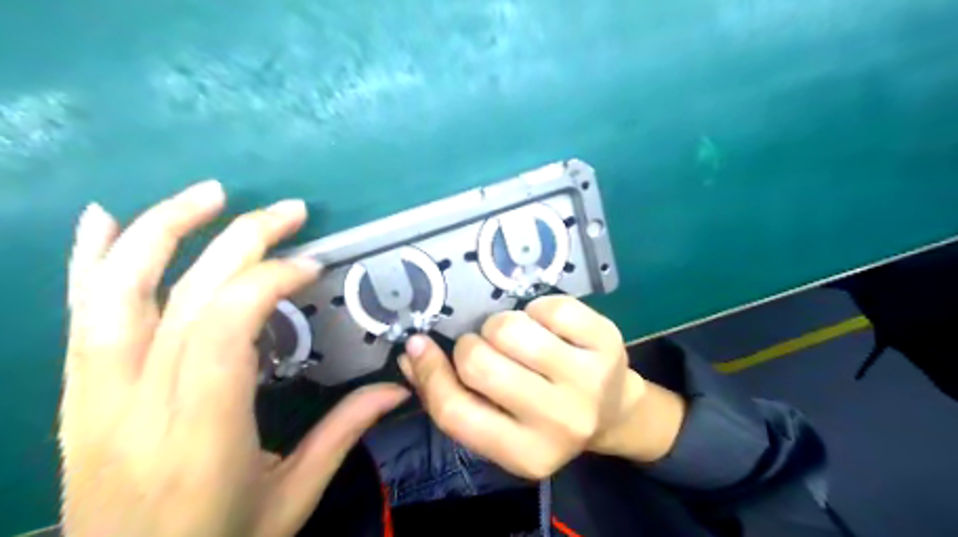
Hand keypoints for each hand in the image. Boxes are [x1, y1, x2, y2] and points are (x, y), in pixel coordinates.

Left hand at [61, 179, 406, 536]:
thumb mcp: (292, 499)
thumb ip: (343, 433)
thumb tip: (397, 388)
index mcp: (200, 433)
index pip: (224, 327)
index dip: (268, 281)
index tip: (311, 267)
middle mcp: (138, 405)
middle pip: (185, 297)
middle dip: (242, 241)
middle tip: (290, 213)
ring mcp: (93, 398)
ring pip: (117, 293)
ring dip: (165, 230)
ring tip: (211, 194)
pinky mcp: (75, 397)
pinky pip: (77, 317)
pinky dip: (90, 261)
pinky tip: (105, 219)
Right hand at [398, 297, 679, 478]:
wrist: (613, 412)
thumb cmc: (546, 419)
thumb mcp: (501, 426)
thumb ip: (451, 396)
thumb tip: (411, 354)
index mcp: (525, 453)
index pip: (455, 412)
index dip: (429, 372)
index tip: (420, 345)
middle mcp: (558, 422)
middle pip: (480, 363)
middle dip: (472, 345)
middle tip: (487, 347)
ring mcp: (587, 380)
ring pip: (511, 329)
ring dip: (502, 324)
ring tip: (515, 336)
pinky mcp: (607, 342)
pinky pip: (551, 306)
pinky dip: (537, 308)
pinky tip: (545, 325)